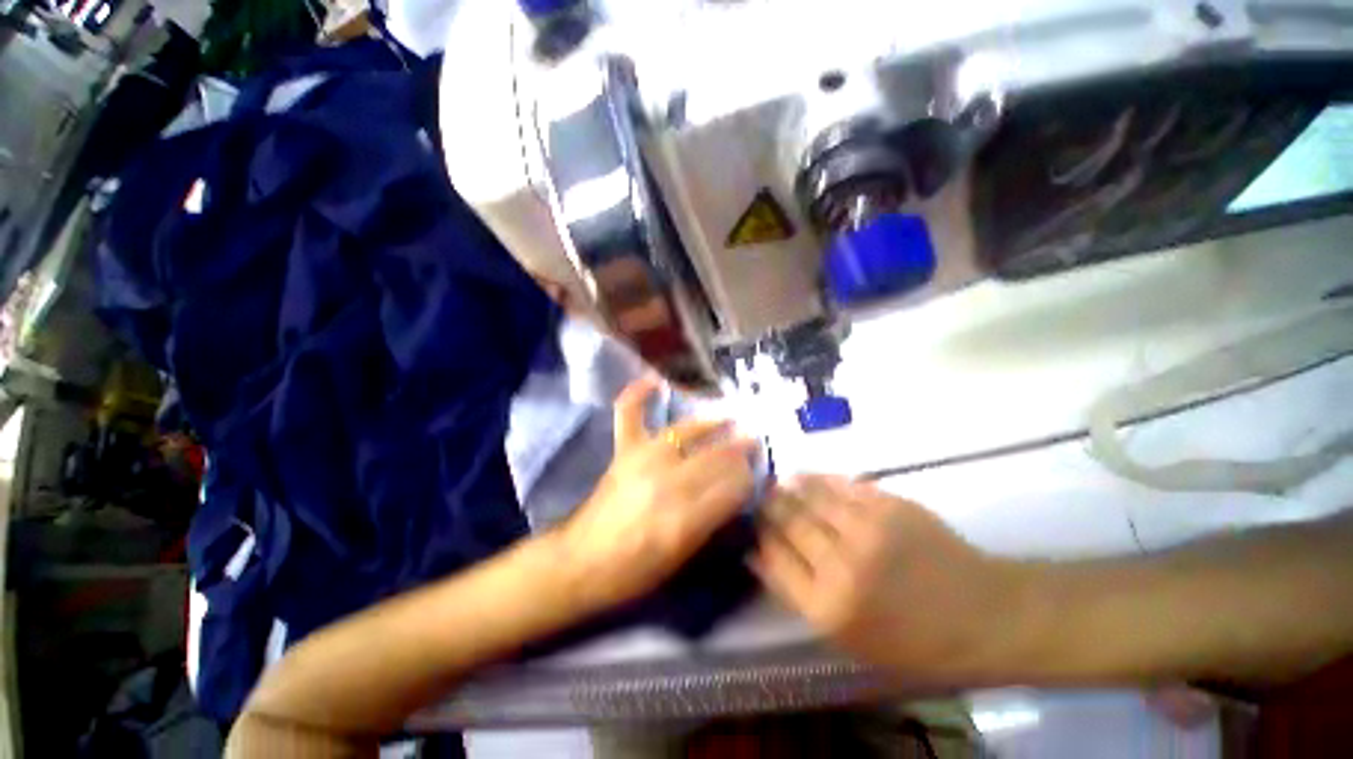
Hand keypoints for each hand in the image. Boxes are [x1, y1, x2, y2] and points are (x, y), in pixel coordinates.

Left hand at [557, 375, 757, 608]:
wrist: (582, 562)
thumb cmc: (635, 570)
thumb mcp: (683, 558)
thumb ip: (712, 520)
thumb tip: (736, 489)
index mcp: (685, 519)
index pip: (732, 487)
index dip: (749, 478)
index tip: (757, 473)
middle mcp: (667, 483)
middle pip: (715, 457)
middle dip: (739, 449)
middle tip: (753, 442)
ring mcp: (642, 460)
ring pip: (686, 432)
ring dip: (711, 423)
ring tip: (728, 419)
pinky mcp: (623, 451)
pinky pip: (629, 414)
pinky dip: (638, 394)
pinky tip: (655, 381)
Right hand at [755, 475, 1027, 682]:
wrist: (984, 614)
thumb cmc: (913, 639)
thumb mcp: (849, 638)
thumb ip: (800, 594)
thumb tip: (759, 555)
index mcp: (828, 607)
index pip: (773, 558)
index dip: (758, 535)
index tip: (750, 523)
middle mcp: (841, 565)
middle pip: (788, 522)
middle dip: (767, 506)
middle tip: (757, 495)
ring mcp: (866, 530)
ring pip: (810, 497)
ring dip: (788, 487)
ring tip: (777, 481)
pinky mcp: (888, 506)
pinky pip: (840, 485)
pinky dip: (818, 478)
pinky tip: (807, 476)